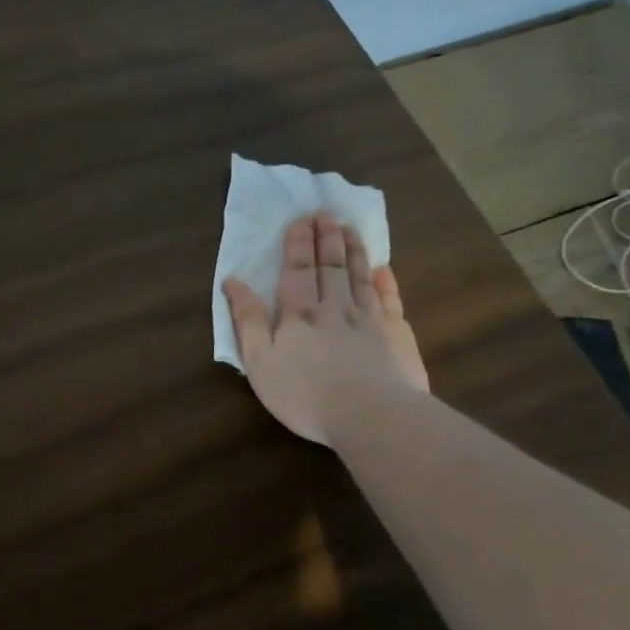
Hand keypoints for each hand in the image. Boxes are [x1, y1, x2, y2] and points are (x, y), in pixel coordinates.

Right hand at [222, 212, 427, 446]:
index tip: (301, 219)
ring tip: (350, 229)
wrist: (372, 416)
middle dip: (326, 239)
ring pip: (360, 277)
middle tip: (326, 214)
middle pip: (331, 266)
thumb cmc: (305, 394)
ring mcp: (369, 320)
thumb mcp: (260, 362)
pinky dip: (386, 283)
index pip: (297, 270)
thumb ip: (248, 321)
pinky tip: (383, 270)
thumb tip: (233, 282)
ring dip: (354, 251)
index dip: (298, 244)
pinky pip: (390, 301)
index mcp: (299, 314)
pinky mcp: (396, 337)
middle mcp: (335, 308)